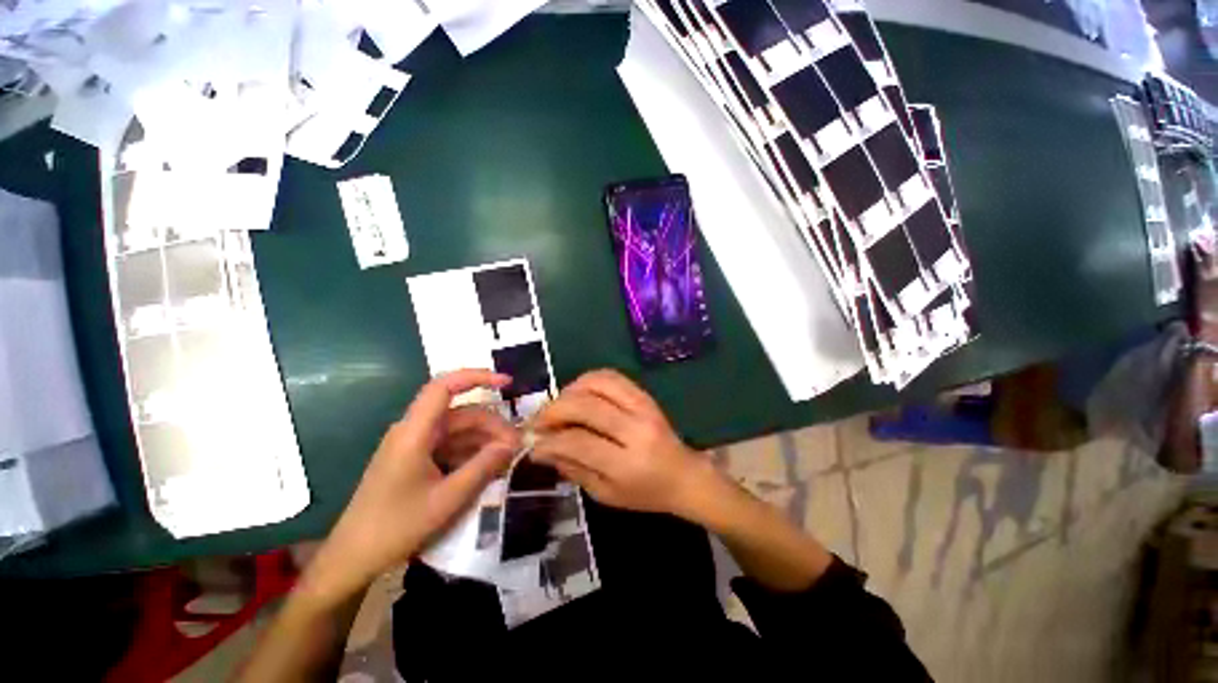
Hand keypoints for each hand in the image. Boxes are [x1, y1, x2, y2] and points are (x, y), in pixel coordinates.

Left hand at [304, 370, 520, 604]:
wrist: (353, 558)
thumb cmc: (396, 528)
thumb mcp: (447, 499)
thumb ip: (482, 467)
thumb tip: (513, 444)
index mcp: (414, 433)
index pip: (444, 387)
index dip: (476, 377)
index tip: (507, 383)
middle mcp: (413, 431)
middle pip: (461, 413)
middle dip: (492, 424)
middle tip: (517, 445)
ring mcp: (414, 445)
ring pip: (459, 430)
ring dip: (484, 439)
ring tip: (508, 457)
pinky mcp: (416, 458)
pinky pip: (451, 445)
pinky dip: (471, 452)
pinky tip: (489, 466)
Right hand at [530, 369, 710, 516]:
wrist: (683, 475)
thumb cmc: (644, 492)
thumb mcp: (605, 494)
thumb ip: (573, 469)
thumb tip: (542, 448)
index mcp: (626, 464)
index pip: (578, 442)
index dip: (549, 440)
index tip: (532, 442)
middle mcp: (635, 429)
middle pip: (585, 407)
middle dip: (553, 411)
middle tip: (538, 421)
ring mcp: (642, 407)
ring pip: (597, 383)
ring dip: (569, 391)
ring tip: (559, 406)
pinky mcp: (645, 395)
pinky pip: (612, 376)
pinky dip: (588, 379)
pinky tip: (578, 393)